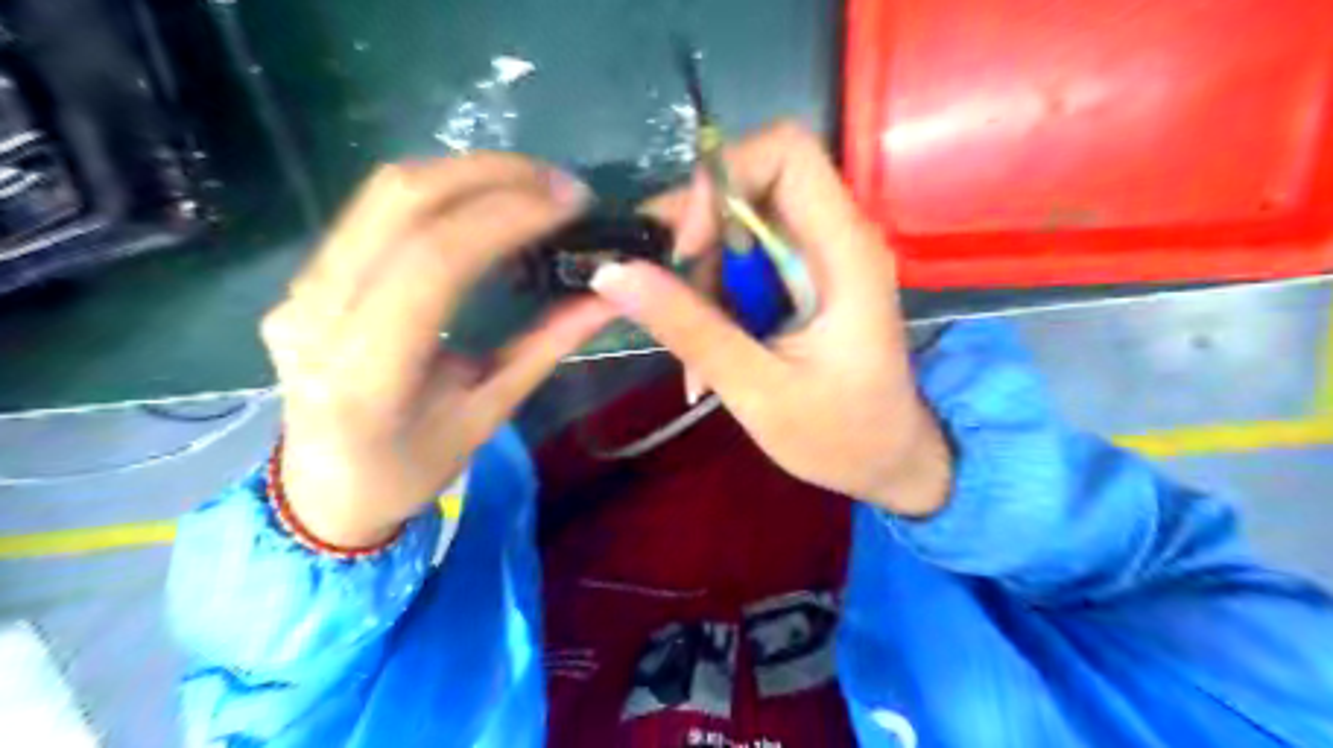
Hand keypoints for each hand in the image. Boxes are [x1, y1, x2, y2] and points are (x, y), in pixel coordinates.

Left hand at [262, 155, 613, 545]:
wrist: (326, 489)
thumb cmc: (412, 468)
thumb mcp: (489, 415)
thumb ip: (546, 348)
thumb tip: (608, 297)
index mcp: (366, 372)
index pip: (435, 261)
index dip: (507, 217)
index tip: (571, 204)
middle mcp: (318, 315)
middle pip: (400, 203)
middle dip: (489, 174)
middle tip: (559, 183)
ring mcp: (300, 289)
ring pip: (382, 194)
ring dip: (465, 174)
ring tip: (532, 185)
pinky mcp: (305, 277)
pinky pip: (375, 212)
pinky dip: (440, 194)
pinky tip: (486, 203)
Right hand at [593, 124, 945, 520]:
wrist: (887, 463)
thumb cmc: (841, 435)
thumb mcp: (759, 389)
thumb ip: (690, 329)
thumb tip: (614, 273)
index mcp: (844, 250)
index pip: (785, 151)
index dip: (720, 181)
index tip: (684, 248)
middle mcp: (834, 238)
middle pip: (750, 185)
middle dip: (697, 236)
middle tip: (665, 297)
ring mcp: (818, 259)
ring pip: (736, 230)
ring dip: (699, 280)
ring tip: (691, 352)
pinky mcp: (801, 283)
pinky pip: (741, 267)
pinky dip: (712, 302)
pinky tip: (706, 360)